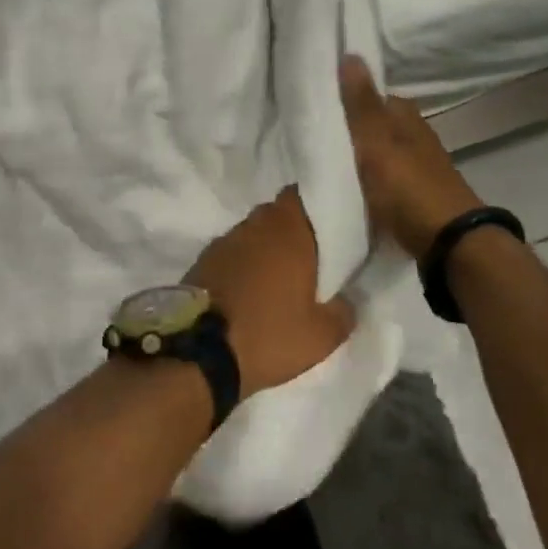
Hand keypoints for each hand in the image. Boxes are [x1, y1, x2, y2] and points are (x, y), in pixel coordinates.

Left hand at [185, 188, 353, 395]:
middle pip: (277, 213)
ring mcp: (225, 240)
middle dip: (292, 229)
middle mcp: (256, 225)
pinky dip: (243, 263)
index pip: (302, 195)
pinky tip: (250, 288)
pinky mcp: (203, 259)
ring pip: (254, 232)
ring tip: (279, 276)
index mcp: (289, 230)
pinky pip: (233, 251)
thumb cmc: (268, 335)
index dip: (315, 206)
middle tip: (309, 256)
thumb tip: (348, 301)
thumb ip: (343, 312)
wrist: (199, 353)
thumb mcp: (321, 336)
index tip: (329, 226)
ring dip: (265, 246)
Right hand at [339, 55, 482, 257]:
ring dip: (363, 156)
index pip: (375, 97)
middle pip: (380, 126)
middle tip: (319, 138)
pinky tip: (356, 188)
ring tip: (330, 164)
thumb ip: (361, 105)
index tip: (322, 107)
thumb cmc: (408, 187)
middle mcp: (417, 136)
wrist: (449, 241)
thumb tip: (351, 54)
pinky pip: (388, 177)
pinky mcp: (419, 195)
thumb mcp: (376, 143)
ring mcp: (421, 167)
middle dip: (355, 130)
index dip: (350, 100)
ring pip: (384, 152)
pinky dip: (373, 179)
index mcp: (407, 118)